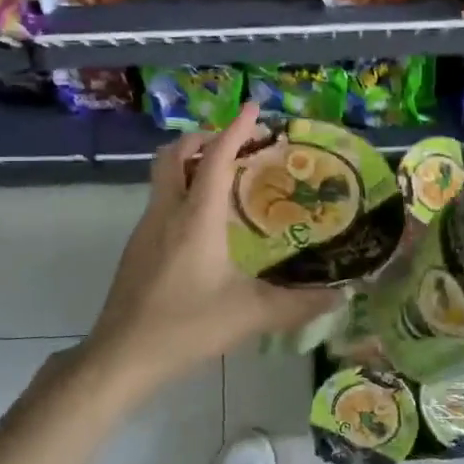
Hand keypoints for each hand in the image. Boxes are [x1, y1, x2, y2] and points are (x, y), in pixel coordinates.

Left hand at [79, 103, 341, 397]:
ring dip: (189, 163)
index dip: (236, 129)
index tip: (254, 108)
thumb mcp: (250, 315)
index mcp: (196, 217)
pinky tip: (203, 224)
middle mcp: (167, 212)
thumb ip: (298, 304)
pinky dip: (181, 191)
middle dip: (202, 138)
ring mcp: (145, 228)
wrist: (122, 354)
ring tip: (223, 178)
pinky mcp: (136, 247)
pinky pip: (160, 200)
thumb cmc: (186, 327)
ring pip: (163, 176)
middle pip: (175, 153)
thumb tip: (341, 296)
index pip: (214, 157)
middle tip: (234, 144)